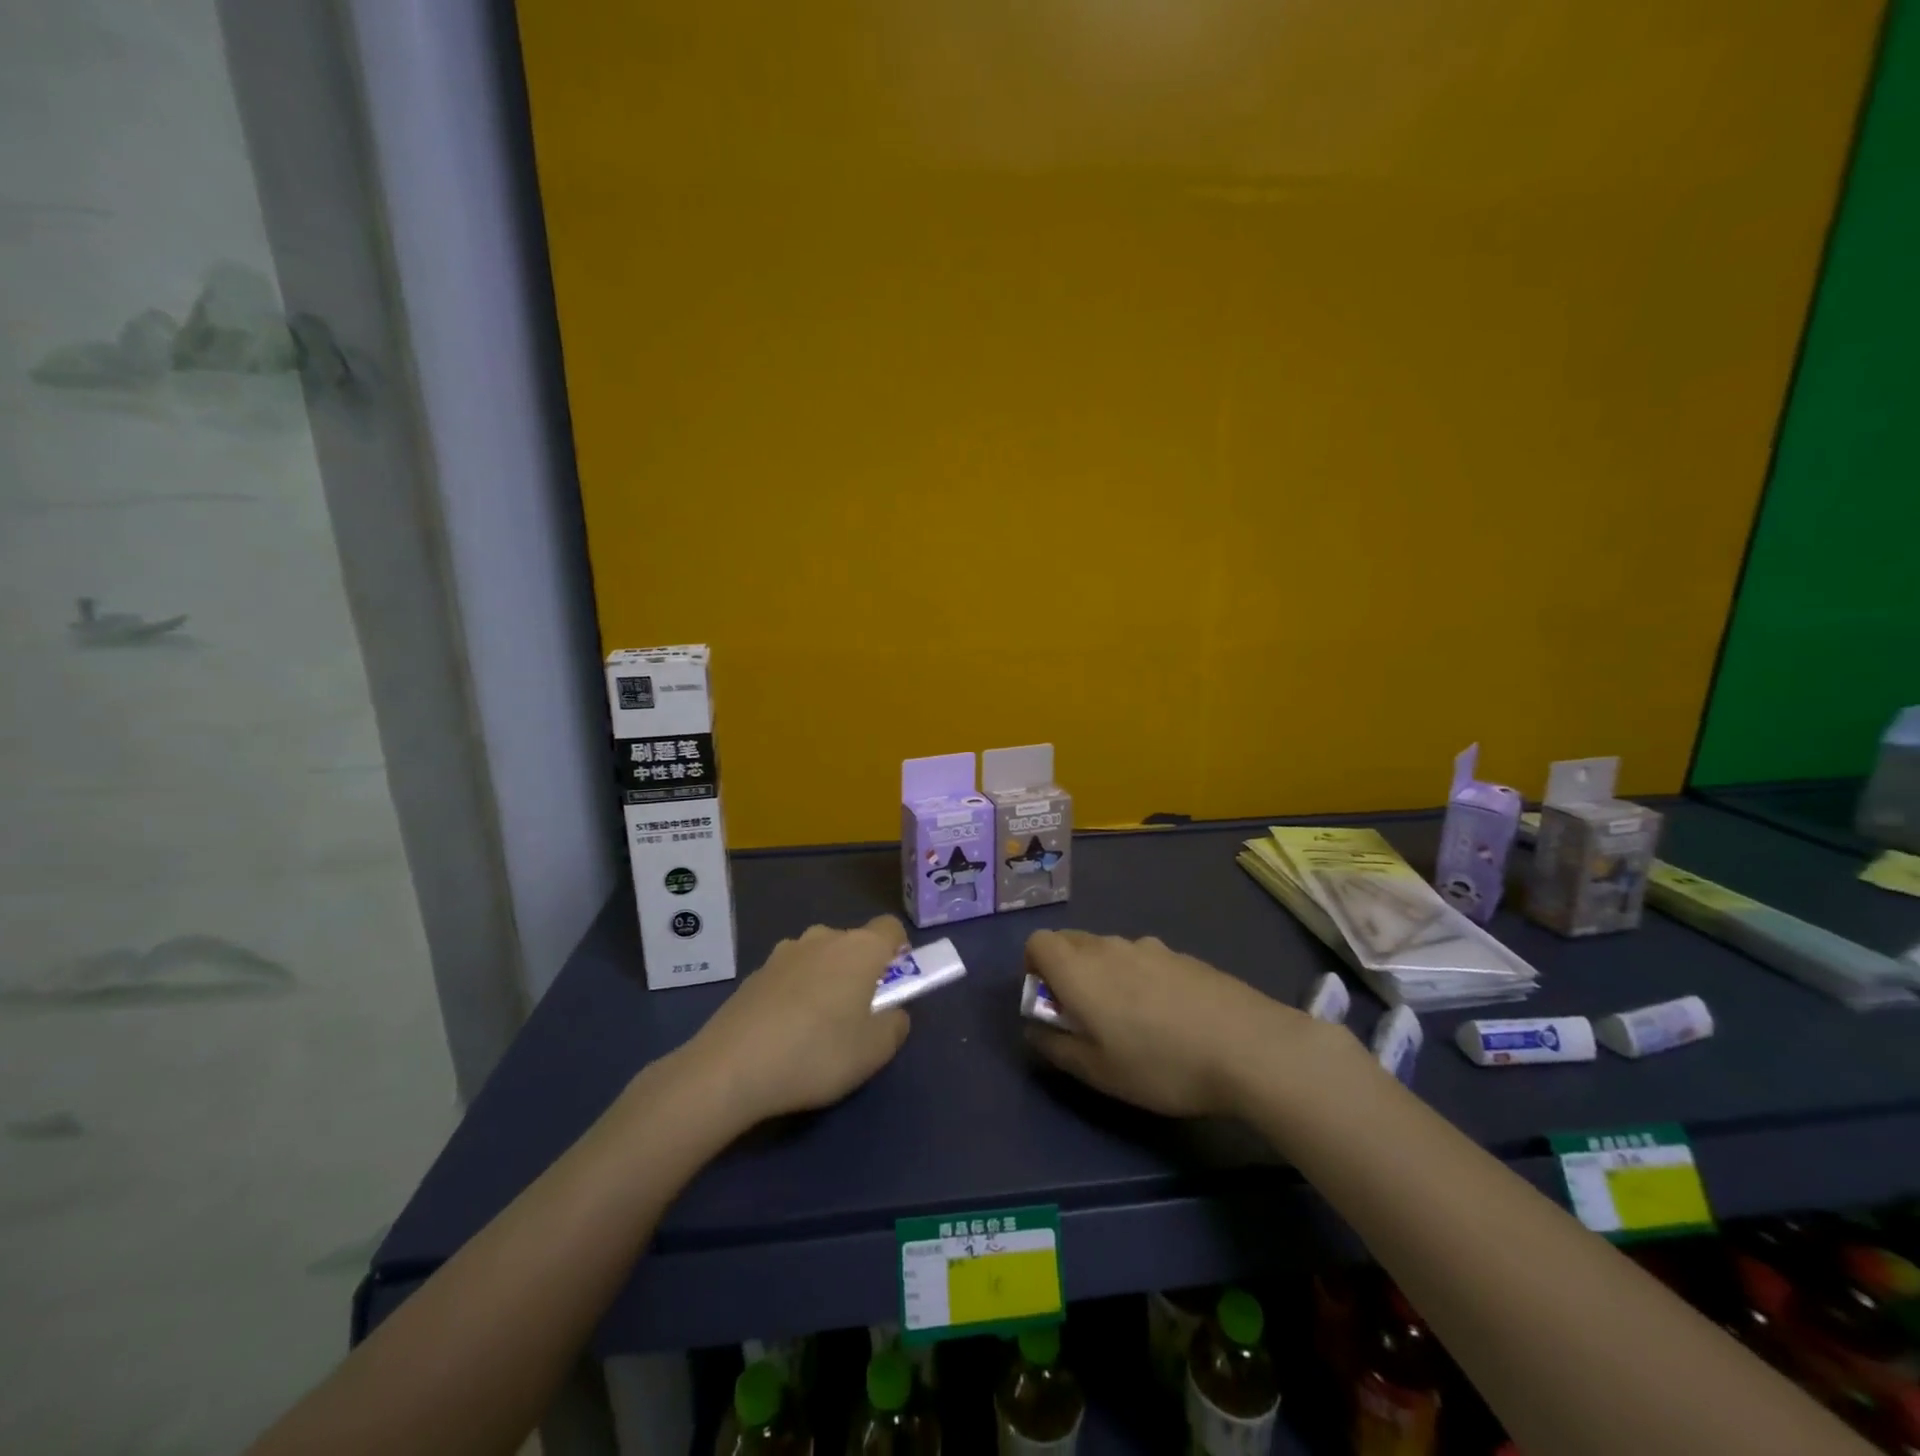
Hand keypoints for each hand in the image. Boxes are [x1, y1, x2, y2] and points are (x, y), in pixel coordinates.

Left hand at [681, 915, 911, 1127]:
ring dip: (824, 980)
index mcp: (859, 948)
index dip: (898, 951)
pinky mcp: (754, 974)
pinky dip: (793, 995)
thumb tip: (892, 1012)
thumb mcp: (874, 1051)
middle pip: (852, 943)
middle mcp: (822, 938)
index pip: (890, 928)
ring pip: (818, 958)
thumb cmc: (817, 1053)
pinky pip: (788, 977)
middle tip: (857, 1014)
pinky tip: (783, 1034)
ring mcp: (783, 953)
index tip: (894, 983)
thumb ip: (895, 1025)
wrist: (731, 1068)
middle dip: (859, 970)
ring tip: (816, 1028)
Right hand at [1023, 929, 1308, 1117]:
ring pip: (1108, 950)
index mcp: (1079, 970)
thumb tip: (1035, 1030)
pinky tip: (1169, 1017)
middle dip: (1066, 970)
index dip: (1033, 968)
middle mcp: (1109, 946)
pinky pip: (1143, 958)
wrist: (1248, 1046)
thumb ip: (1056, 1047)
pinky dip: (1139, 977)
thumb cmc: (1160, 1064)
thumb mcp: (1098, 1072)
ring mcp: (1149, 947)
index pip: (1037, 942)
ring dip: (1104, 973)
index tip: (1050, 1002)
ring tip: (1131, 1020)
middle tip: (1086, 1016)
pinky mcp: (1182, 955)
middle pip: (1071, 941)